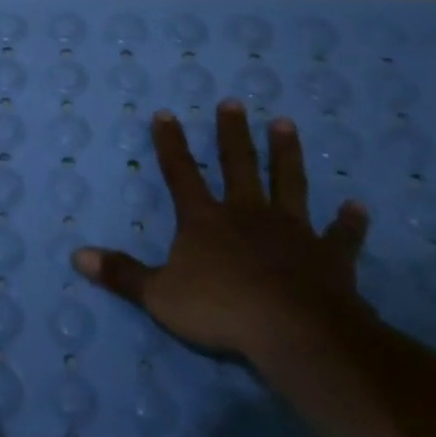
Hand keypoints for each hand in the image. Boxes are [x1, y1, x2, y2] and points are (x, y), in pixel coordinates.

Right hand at [72, 101, 371, 366]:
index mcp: (205, 221)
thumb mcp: (158, 296)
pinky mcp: (329, 257)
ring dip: (287, 154)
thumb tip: (77, 256)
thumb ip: (121, 274)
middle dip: (233, 134)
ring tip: (286, 125)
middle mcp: (247, 215)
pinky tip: (358, 207)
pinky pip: (341, 236)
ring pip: (289, 184)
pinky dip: (349, 223)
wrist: (295, 333)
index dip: (171, 144)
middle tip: (235, 103)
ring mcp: (291, 232)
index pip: (181, 174)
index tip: (166, 113)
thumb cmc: (221, 310)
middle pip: (239, 165)